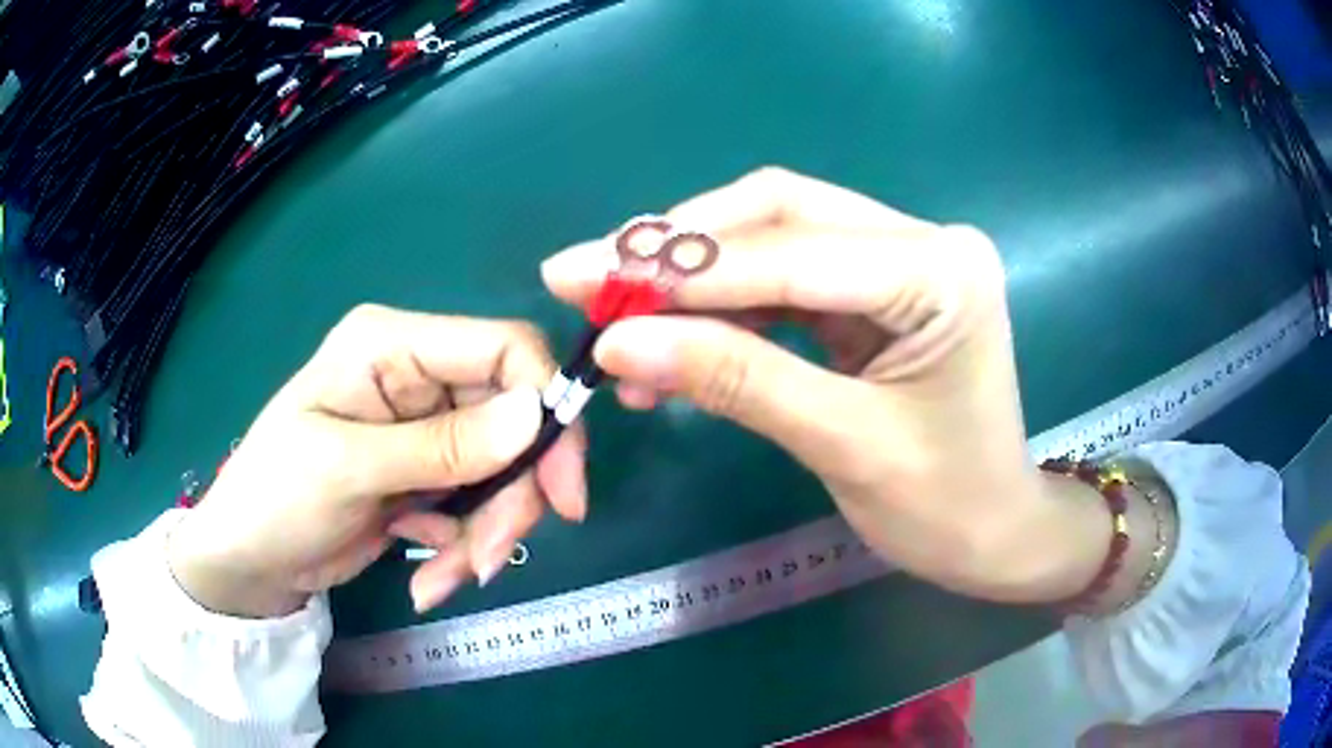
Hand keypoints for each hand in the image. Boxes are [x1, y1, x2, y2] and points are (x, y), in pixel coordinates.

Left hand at [168, 306, 586, 617]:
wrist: (251, 562)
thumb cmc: (276, 498)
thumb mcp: (349, 470)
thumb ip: (442, 446)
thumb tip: (536, 415)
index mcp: (392, 345)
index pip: (503, 347)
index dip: (546, 407)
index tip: (563, 490)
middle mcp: (416, 375)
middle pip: (511, 421)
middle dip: (509, 497)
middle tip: (487, 560)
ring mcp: (424, 427)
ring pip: (501, 471)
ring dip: (483, 533)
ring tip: (442, 580)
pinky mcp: (427, 472)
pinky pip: (477, 503)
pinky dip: (464, 546)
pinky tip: (427, 576)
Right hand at [541, 168, 1109, 603]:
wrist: (994, 535)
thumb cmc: (944, 507)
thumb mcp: (842, 445)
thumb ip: (733, 380)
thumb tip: (616, 341)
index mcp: (940, 270)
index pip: (792, 252)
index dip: (680, 271)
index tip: (580, 277)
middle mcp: (923, 241)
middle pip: (777, 215)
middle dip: (676, 254)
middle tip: (586, 279)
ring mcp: (899, 260)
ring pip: (772, 240)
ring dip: (691, 281)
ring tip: (618, 323)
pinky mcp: (876, 289)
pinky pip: (784, 280)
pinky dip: (722, 307)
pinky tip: (672, 342)